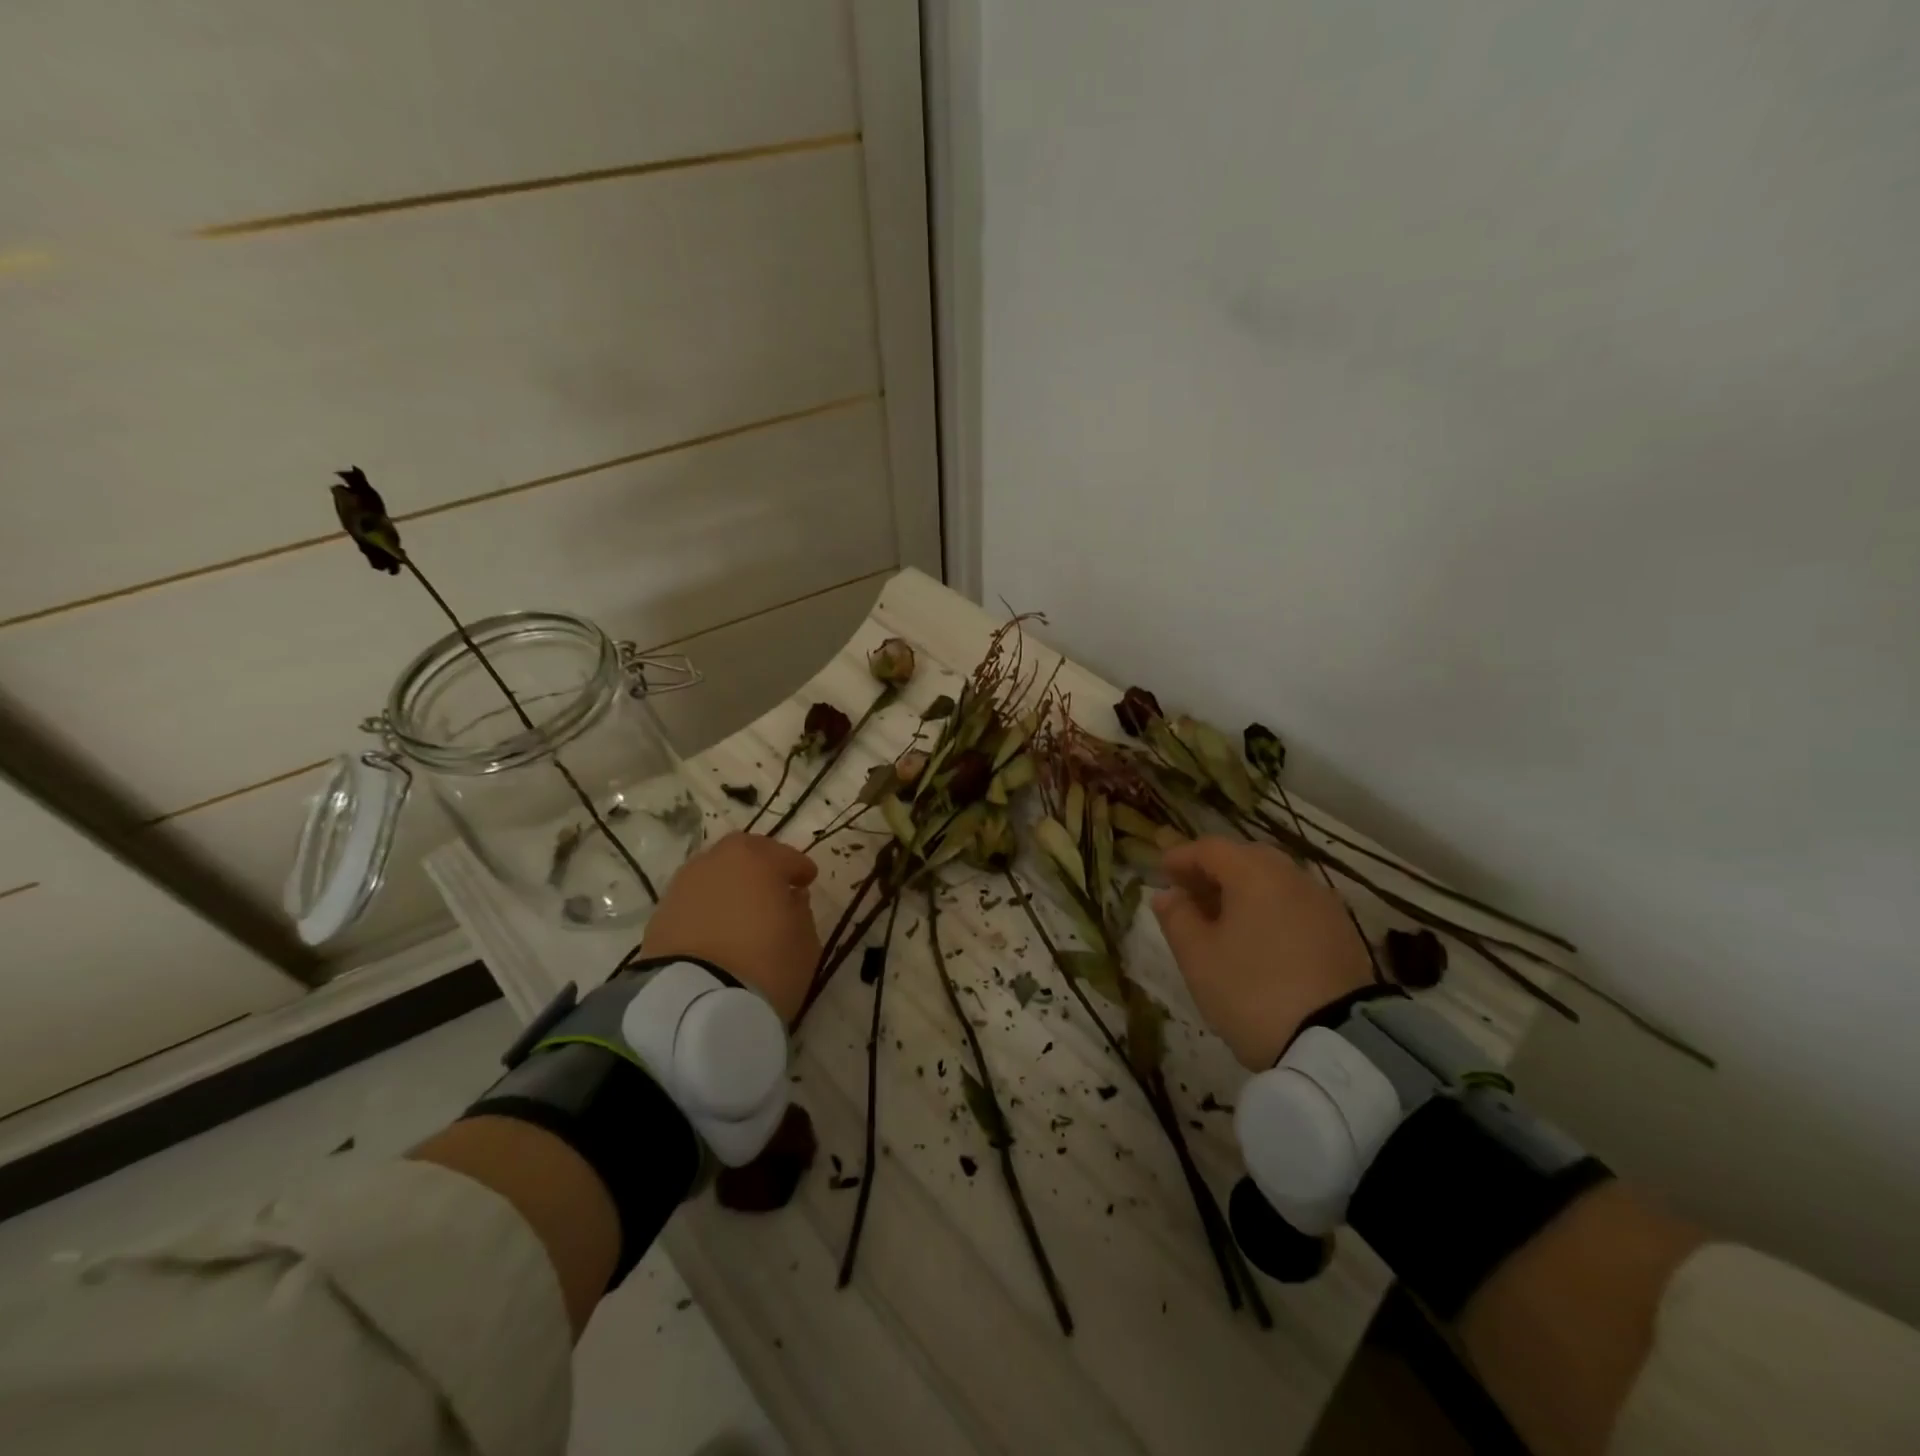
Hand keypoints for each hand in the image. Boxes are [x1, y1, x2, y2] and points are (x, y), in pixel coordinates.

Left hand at [640, 833, 819, 1021]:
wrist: (694, 1006)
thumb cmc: (765, 965)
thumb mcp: (804, 942)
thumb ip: (801, 911)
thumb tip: (791, 899)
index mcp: (757, 860)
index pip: (786, 857)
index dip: (800, 869)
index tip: (807, 881)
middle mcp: (717, 862)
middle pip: (743, 853)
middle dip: (760, 863)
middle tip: (773, 885)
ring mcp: (683, 886)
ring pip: (713, 874)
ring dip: (729, 884)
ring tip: (741, 909)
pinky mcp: (660, 915)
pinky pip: (694, 901)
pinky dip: (707, 907)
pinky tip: (717, 928)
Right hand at [1152, 837, 1371, 1068]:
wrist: (1336, 1045)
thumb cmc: (1251, 992)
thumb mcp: (1198, 958)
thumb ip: (1177, 918)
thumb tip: (1168, 894)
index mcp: (1255, 874)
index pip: (1210, 849)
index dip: (1181, 856)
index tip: (1161, 872)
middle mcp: (1293, 877)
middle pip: (1246, 858)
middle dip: (1214, 871)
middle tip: (1189, 894)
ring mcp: (1324, 904)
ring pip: (1274, 882)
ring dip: (1243, 891)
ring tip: (1221, 920)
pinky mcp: (1342, 934)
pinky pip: (1296, 906)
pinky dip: (1270, 910)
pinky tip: (1259, 939)